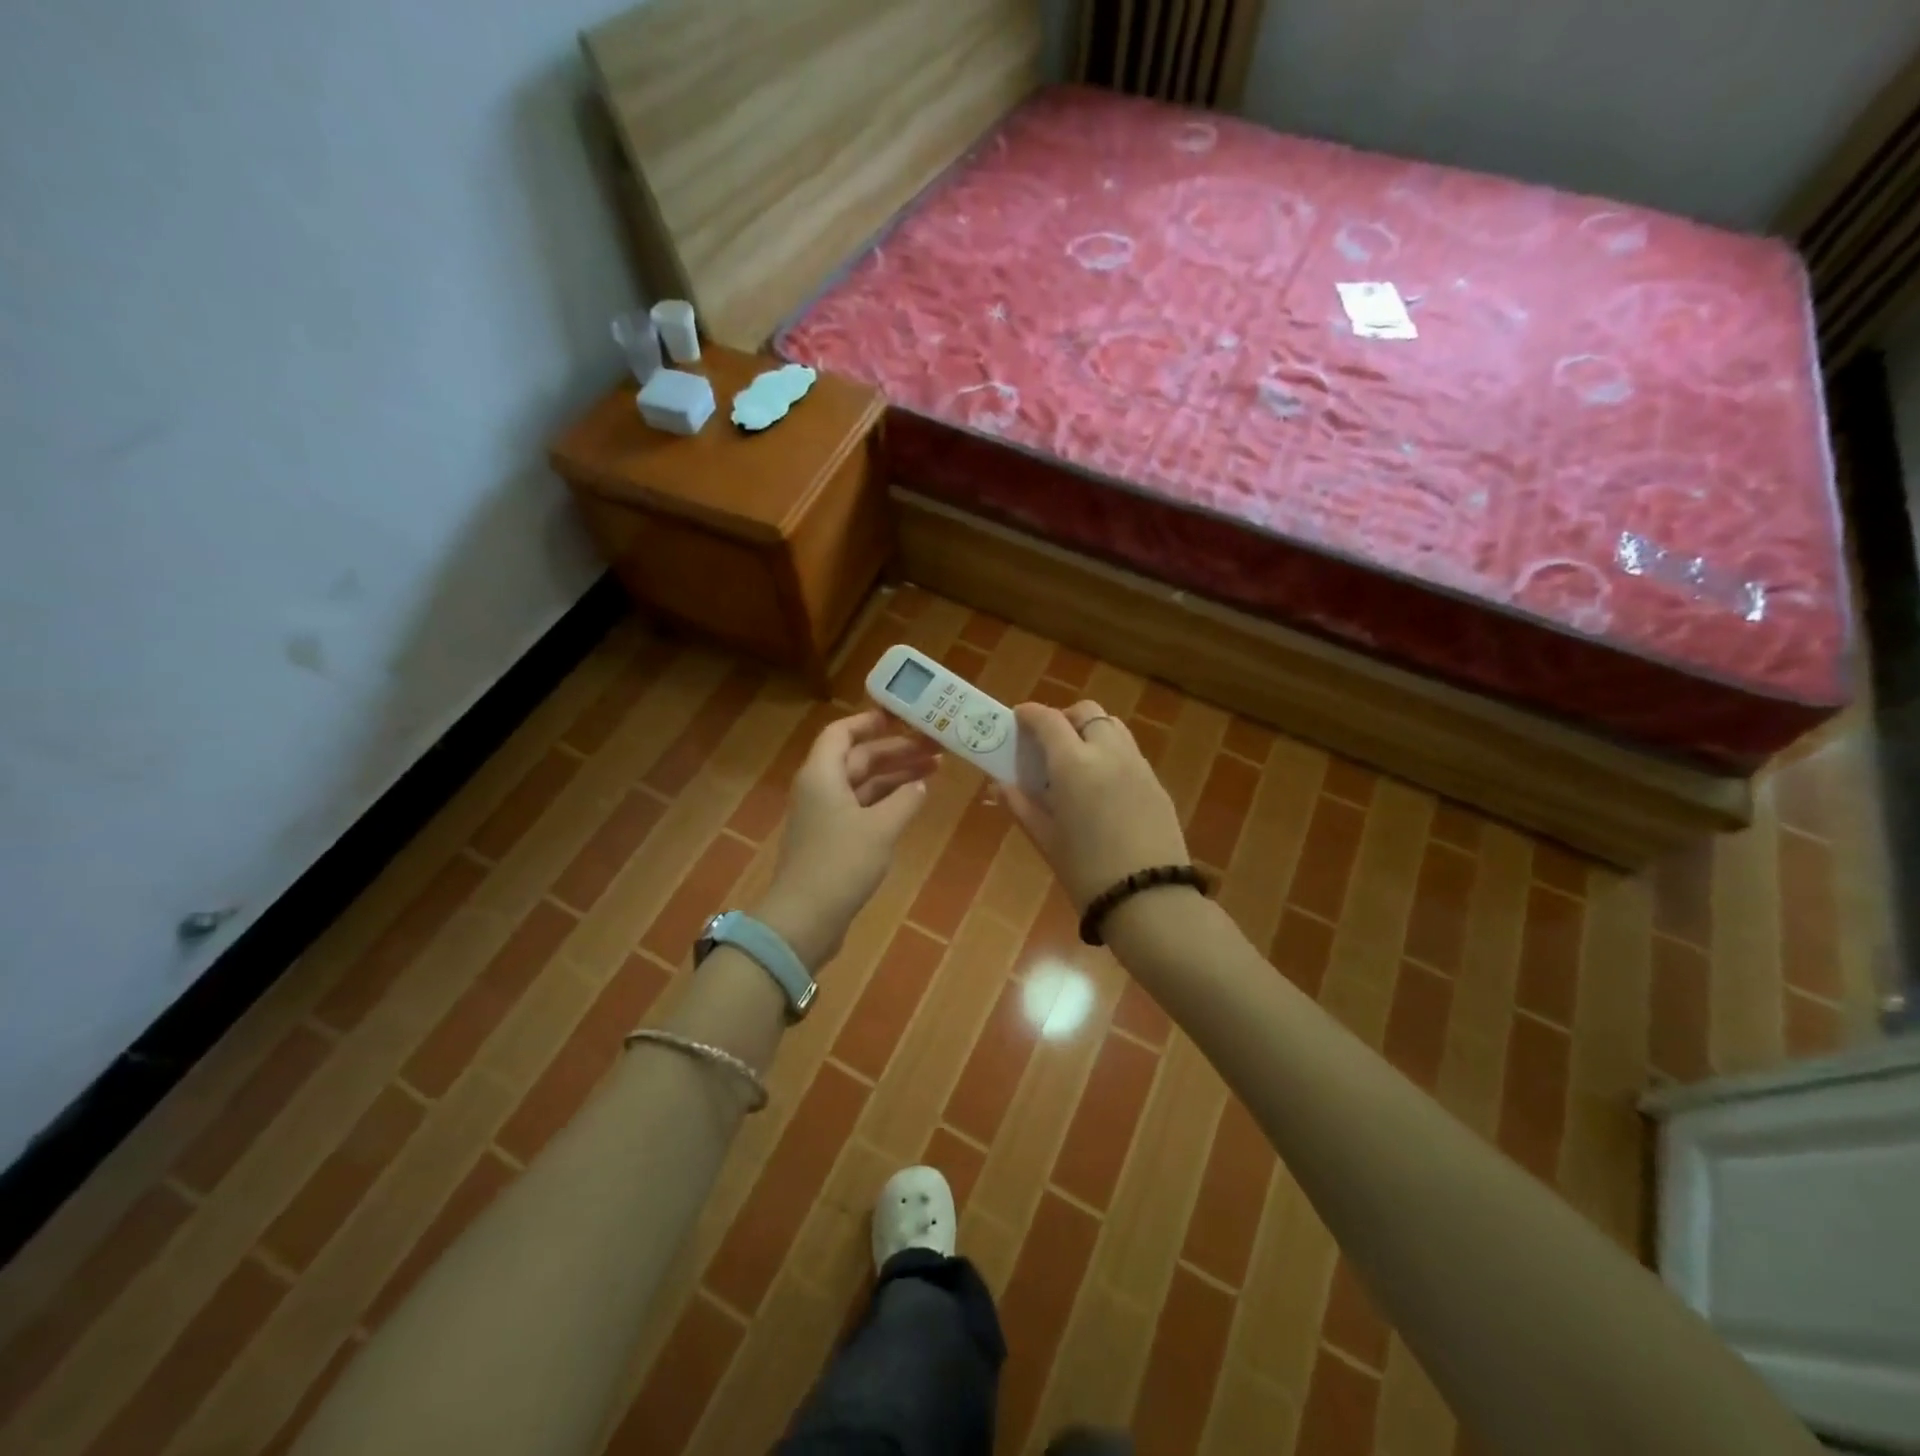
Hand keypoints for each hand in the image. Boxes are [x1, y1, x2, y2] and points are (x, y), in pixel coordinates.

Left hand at [756, 710, 937, 967]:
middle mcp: (820, 788)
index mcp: (822, 774)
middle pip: (858, 757)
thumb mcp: (880, 828)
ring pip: (863, 783)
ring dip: (895, 776)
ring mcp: (825, 815)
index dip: (870, 722)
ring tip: (935, 770)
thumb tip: (920, 784)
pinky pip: (862, 807)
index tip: (903, 718)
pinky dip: (887, 800)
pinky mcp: (832, 840)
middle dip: (896, 751)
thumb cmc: (841, 864)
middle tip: (936, 747)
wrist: (805, 919)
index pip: (842, 732)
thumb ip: (904, 801)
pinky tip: (913, 801)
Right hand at [1003, 700, 1189, 909]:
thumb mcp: (1046, 840)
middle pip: (1086, 712)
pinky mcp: (1157, 783)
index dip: (1030, 714)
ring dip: (1090, 731)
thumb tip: (1000, 785)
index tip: (1017, 718)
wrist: (1149, 900)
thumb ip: (1021, 805)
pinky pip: (1129, 752)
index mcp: (1074, 765)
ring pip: (1112, 727)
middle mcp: (1108, 753)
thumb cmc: (1086, 872)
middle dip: (1064, 718)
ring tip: (1076, 762)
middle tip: (1048, 744)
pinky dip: (1110, 753)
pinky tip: (1102, 787)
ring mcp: (1138, 766)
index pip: (1048, 720)